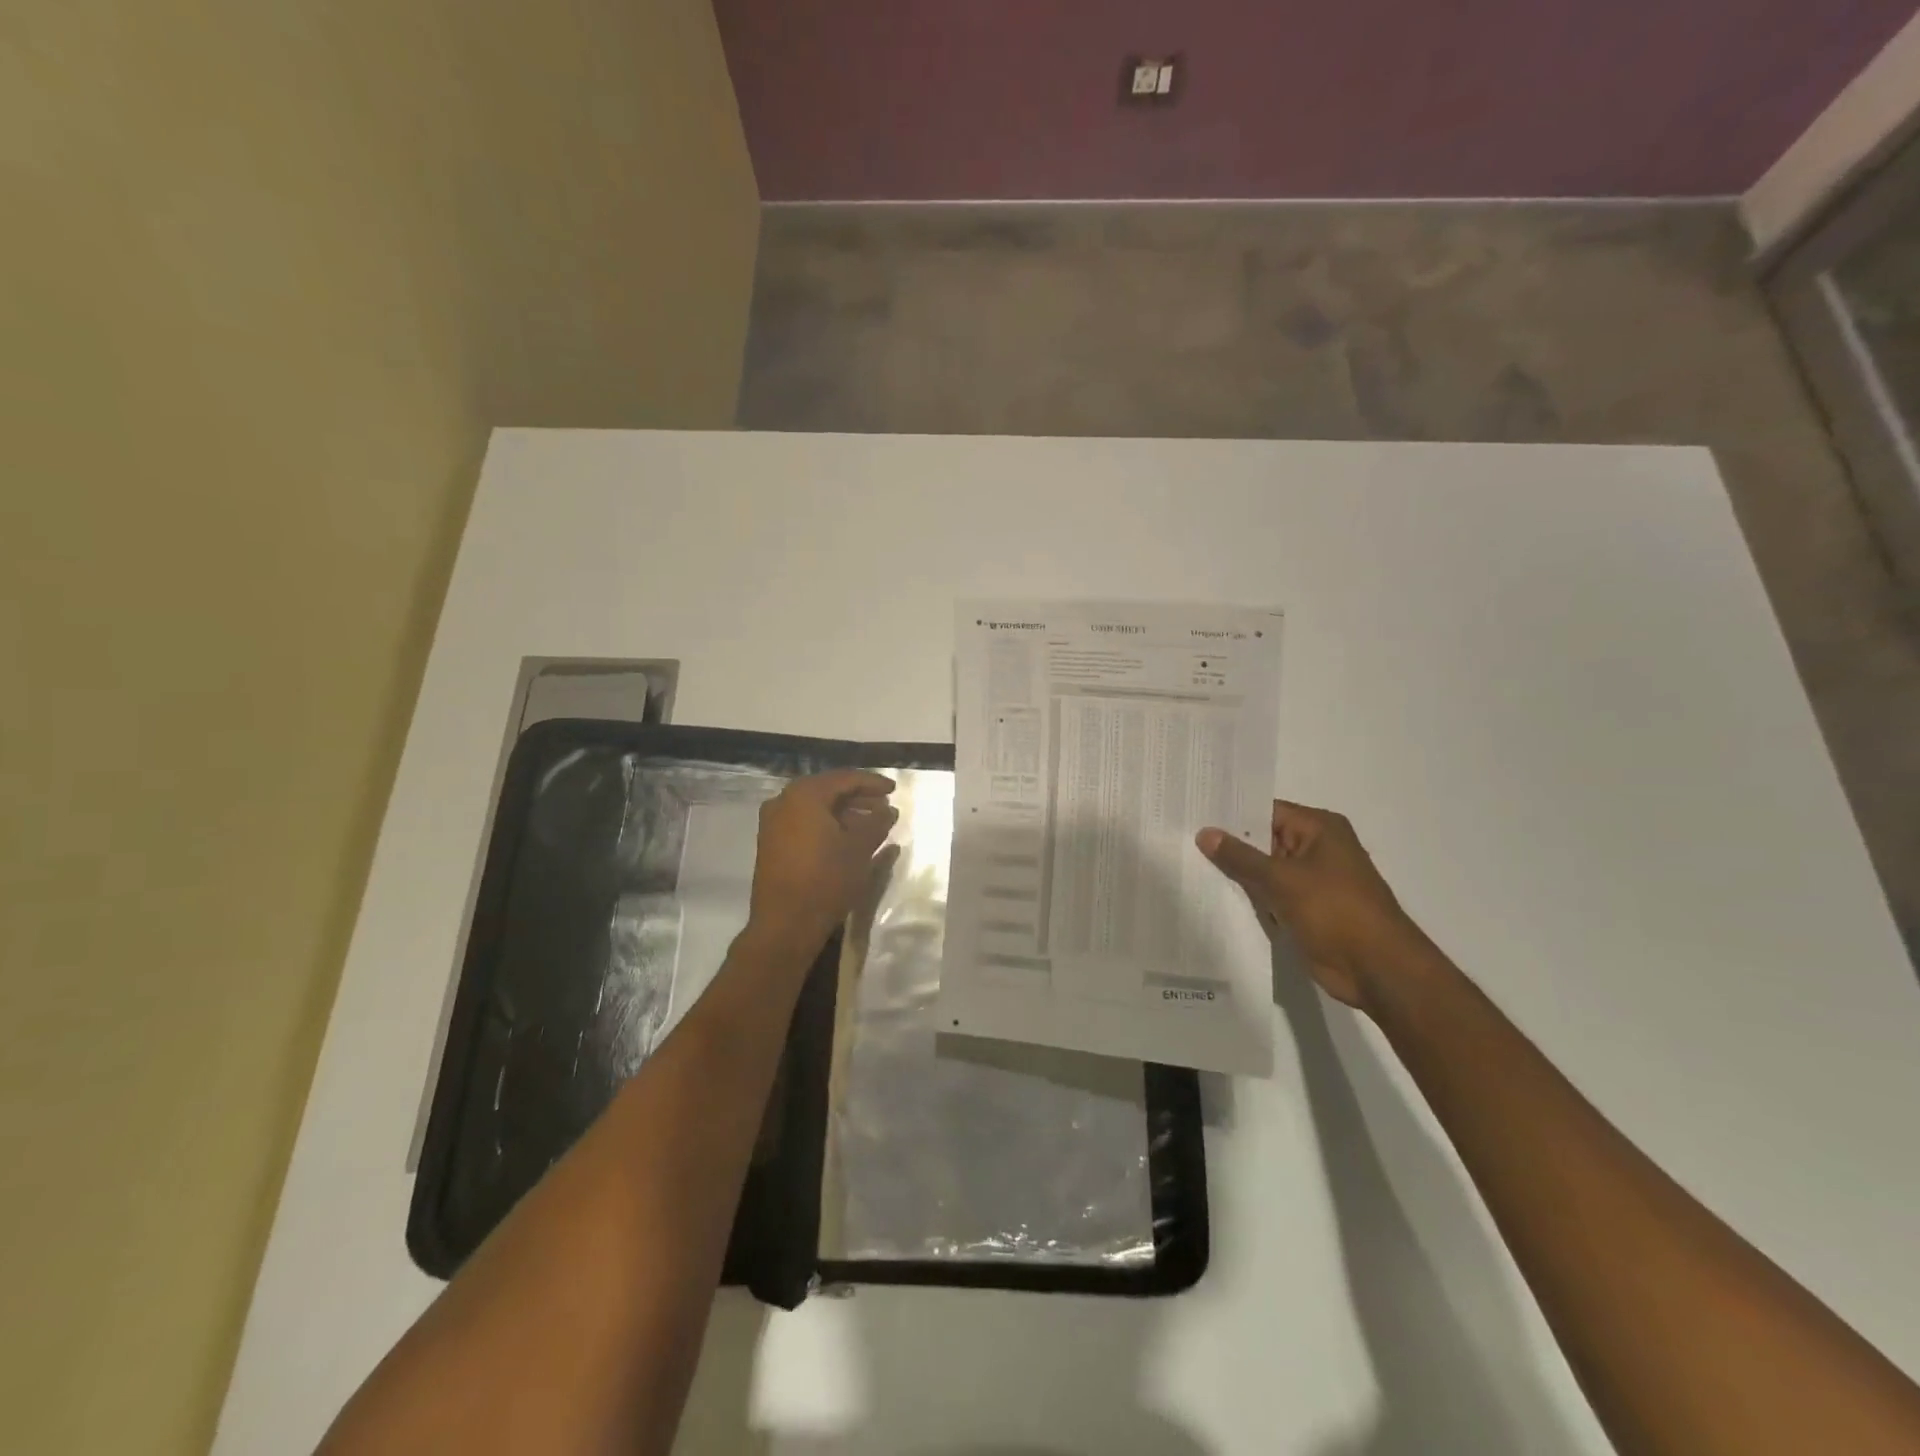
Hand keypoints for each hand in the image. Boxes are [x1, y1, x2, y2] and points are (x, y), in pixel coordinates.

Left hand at [747, 770, 898, 950]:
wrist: (785, 924)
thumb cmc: (826, 879)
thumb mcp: (859, 848)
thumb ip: (877, 822)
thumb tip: (888, 810)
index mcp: (805, 795)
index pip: (845, 778)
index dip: (872, 783)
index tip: (894, 790)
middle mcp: (784, 801)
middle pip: (828, 791)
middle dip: (859, 798)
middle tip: (884, 808)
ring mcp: (773, 823)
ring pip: (816, 809)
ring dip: (845, 814)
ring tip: (871, 825)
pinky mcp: (772, 844)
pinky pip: (804, 824)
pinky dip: (827, 826)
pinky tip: (848, 840)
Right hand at [1196, 800, 1435, 1011]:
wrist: (1377, 969)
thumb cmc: (1335, 911)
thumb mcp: (1282, 879)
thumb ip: (1240, 856)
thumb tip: (1205, 832)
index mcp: (1319, 829)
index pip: (1265, 810)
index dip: (1231, 813)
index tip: (1194, 812)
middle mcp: (1316, 848)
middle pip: (1263, 839)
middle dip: (1228, 844)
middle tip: (1183, 838)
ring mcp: (1311, 881)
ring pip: (1264, 870)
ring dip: (1237, 874)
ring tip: (1188, 865)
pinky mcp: (1305, 909)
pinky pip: (1270, 895)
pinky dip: (1249, 897)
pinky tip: (1213, 895)